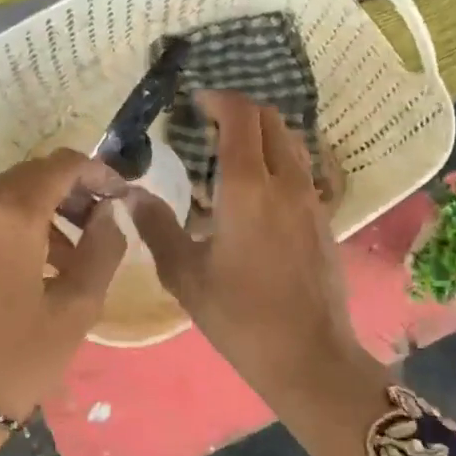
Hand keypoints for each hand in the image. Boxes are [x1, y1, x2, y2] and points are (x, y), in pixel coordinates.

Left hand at [0, 149, 126, 416]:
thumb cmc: (14, 364)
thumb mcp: (76, 310)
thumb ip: (102, 249)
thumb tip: (108, 212)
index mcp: (8, 216)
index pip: (60, 165)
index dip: (95, 170)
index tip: (116, 193)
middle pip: (24, 180)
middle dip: (63, 194)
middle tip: (92, 226)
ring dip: (29, 220)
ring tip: (55, 262)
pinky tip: (4, 282)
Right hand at [127, 92, 392, 455]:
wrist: (309, 356)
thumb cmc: (240, 317)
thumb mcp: (186, 276)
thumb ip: (157, 228)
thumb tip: (132, 194)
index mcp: (247, 188)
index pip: (241, 117)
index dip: (219, 99)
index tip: (195, 102)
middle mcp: (285, 182)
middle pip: (271, 120)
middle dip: (240, 110)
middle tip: (209, 123)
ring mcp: (311, 199)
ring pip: (291, 142)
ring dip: (263, 133)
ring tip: (231, 152)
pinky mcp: (324, 218)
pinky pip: (301, 169)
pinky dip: (278, 160)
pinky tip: (256, 190)